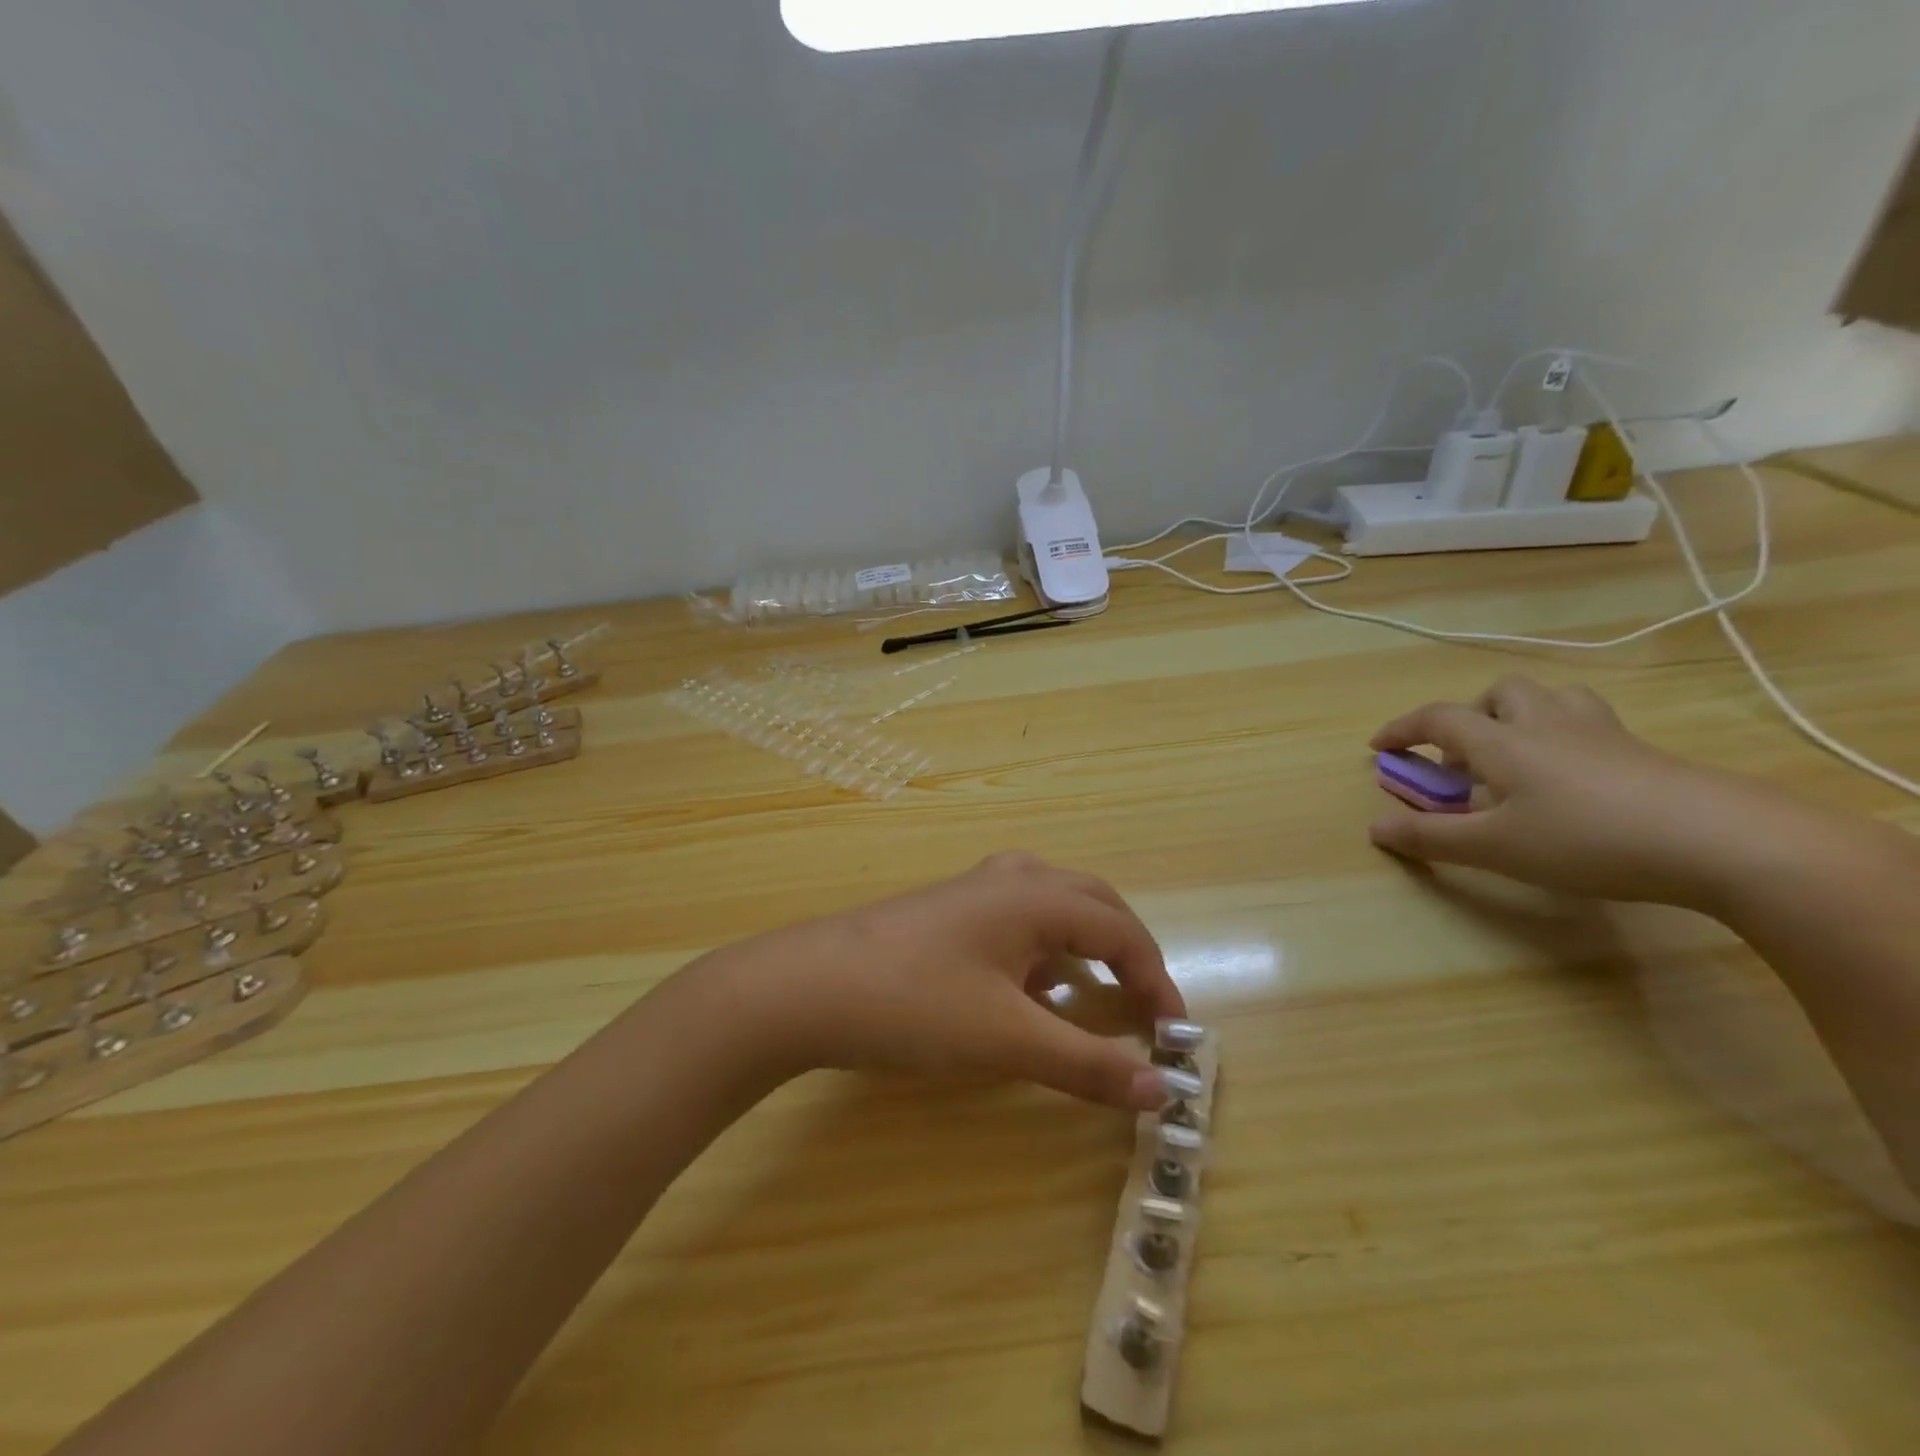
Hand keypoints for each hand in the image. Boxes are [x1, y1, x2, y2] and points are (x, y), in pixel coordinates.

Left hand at [692, 854, 1187, 1111]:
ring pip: (1052, 901)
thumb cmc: (916, 1003)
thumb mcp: (1007, 1038)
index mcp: (1035, 896)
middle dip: (1126, 948)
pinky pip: (1017, 914)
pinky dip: (1043, 944)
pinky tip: (1028, 983)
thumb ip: (1086, 1062)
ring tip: (1094, 986)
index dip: (1155, 980)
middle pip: (1092, 901)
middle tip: (1144, 1001)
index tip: (1173, 1035)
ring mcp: (973, 890)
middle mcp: (1010, 879)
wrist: (809, 986)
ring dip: (1083, 939)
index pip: (1120, 931)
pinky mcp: (946, 909)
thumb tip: (1160, 1089)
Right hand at [1367, 676, 1802, 908]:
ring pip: (1552, 698)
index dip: (1403, 729)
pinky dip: (1564, 737)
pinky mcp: (1642, 753)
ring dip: (1520, 715)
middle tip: (1463, 756)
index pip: (1438, 719)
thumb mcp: (1495, 848)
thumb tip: (1374, 828)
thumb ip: (1430, 837)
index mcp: (1502, 742)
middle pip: (1502, 693)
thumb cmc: (1586, 839)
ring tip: (1516, 756)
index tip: (1379, 748)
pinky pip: (1588, 725)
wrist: (1720, 839)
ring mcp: (1600, 734)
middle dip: (1471, 714)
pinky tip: (1570, 778)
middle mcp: (1546, 725)